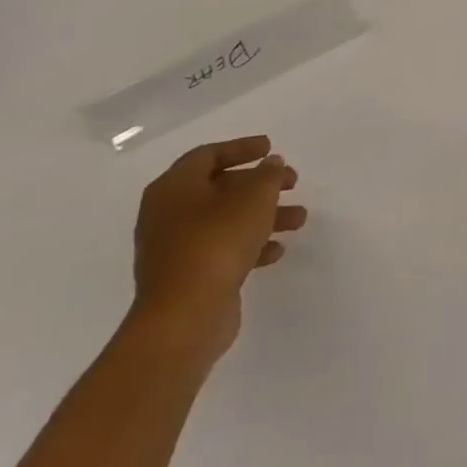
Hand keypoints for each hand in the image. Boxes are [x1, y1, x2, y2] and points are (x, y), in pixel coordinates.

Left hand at [130, 135, 304, 360]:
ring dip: (263, 216)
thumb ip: (267, 175)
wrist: (184, 318)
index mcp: (174, 188)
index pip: (208, 155)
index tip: (271, 148)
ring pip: (225, 221)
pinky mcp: (186, 278)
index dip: (241, 148)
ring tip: (299, 219)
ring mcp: (174, 250)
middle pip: (219, 188)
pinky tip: (276, 251)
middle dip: (259, 185)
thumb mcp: (254, 197)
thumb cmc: (217, 242)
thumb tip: (270, 164)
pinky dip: (249, 245)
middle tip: (292, 183)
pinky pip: (221, 251)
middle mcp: (167, 215)